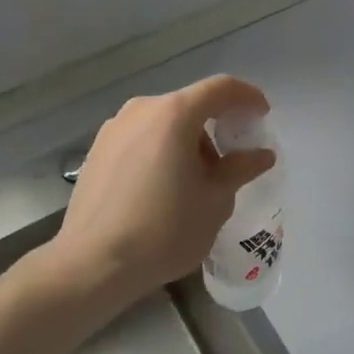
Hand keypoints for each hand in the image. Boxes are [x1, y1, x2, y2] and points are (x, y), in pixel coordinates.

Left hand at [49, 75, 274, 307]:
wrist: (91, 265)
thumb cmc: (163, 229)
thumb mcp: (215, 201)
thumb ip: (241, 169)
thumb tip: (262, 154)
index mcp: (174, 113)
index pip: (221, 88)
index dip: (247, 97)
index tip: (262, 115)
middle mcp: (142, 109)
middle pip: (190, 105)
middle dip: (216, 127)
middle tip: (231, 160)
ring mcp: (114, 128)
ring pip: (164, 122)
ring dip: (187, 141)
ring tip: (195, 181)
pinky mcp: (96, 150)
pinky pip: (141, 138)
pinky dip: (161, 150)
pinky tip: (163, 188)